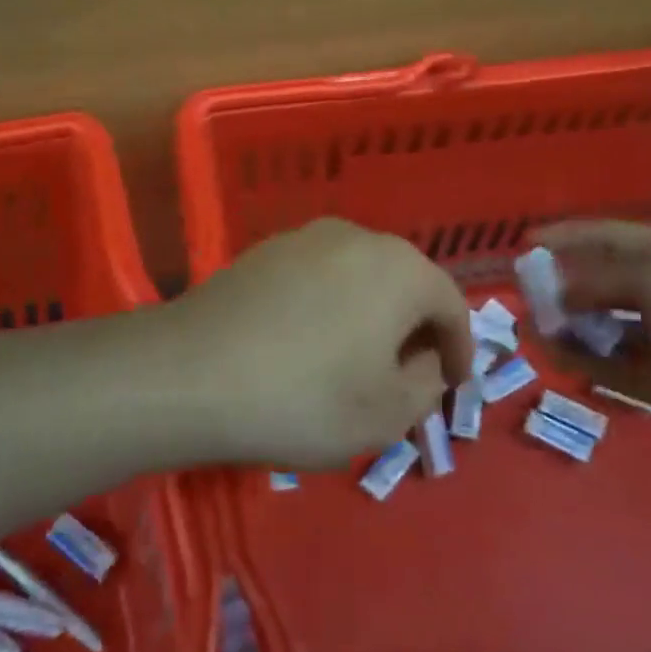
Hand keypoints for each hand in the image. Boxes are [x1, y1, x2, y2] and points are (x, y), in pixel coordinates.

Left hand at [164, 219, 471, 468]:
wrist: (190, 373)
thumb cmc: (304, 398)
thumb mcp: (387, 414)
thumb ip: (427, 384)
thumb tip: (424, 360)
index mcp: (399, 268)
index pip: (451, 305)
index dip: (460, 349)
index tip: (454, 385)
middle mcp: (356, 237)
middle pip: (404, 283)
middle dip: (414, 330)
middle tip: (408, 376)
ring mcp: (303, 238)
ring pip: (358, 277)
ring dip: (369, 316)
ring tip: (356, 361)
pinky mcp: (261, 252)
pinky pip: (316, 278)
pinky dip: (328, 308)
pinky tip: (307, 344)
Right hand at [534, 220, 650, 477]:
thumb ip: (603, 280)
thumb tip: (560, 291)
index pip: (611, 237)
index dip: (569, 236)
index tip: (526, 240)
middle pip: (600, 282)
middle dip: (561, 283)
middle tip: (520, 291)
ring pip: (598, 325)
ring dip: (564, 323)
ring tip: (528, 325)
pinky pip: (605, 365)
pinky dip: (577, 358)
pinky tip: (550, 353)